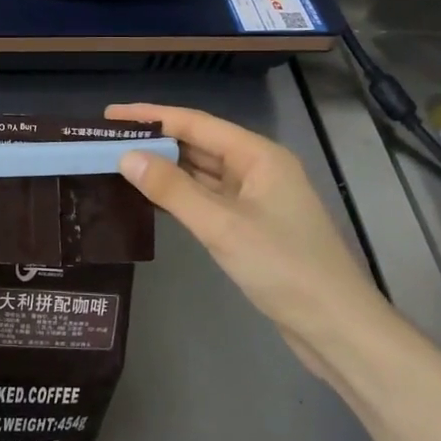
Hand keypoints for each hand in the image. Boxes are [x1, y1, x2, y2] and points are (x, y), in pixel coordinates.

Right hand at [107, 103, 397, 372]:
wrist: (335, 326)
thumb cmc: (283, 267)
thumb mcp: (222, 226)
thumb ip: (172, 190)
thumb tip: (126, 157)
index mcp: (259, 156)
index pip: (196, 124)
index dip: (151, 116)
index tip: (110, 115)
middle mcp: (258, 170)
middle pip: (198, 145)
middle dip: (154, 142)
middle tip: (106, 141)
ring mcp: (256, 200)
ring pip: (201, 174)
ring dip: (164, 169)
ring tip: (119, 164)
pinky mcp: (251, 227)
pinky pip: (207, 199)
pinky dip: (178, 196)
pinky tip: (150, 198)